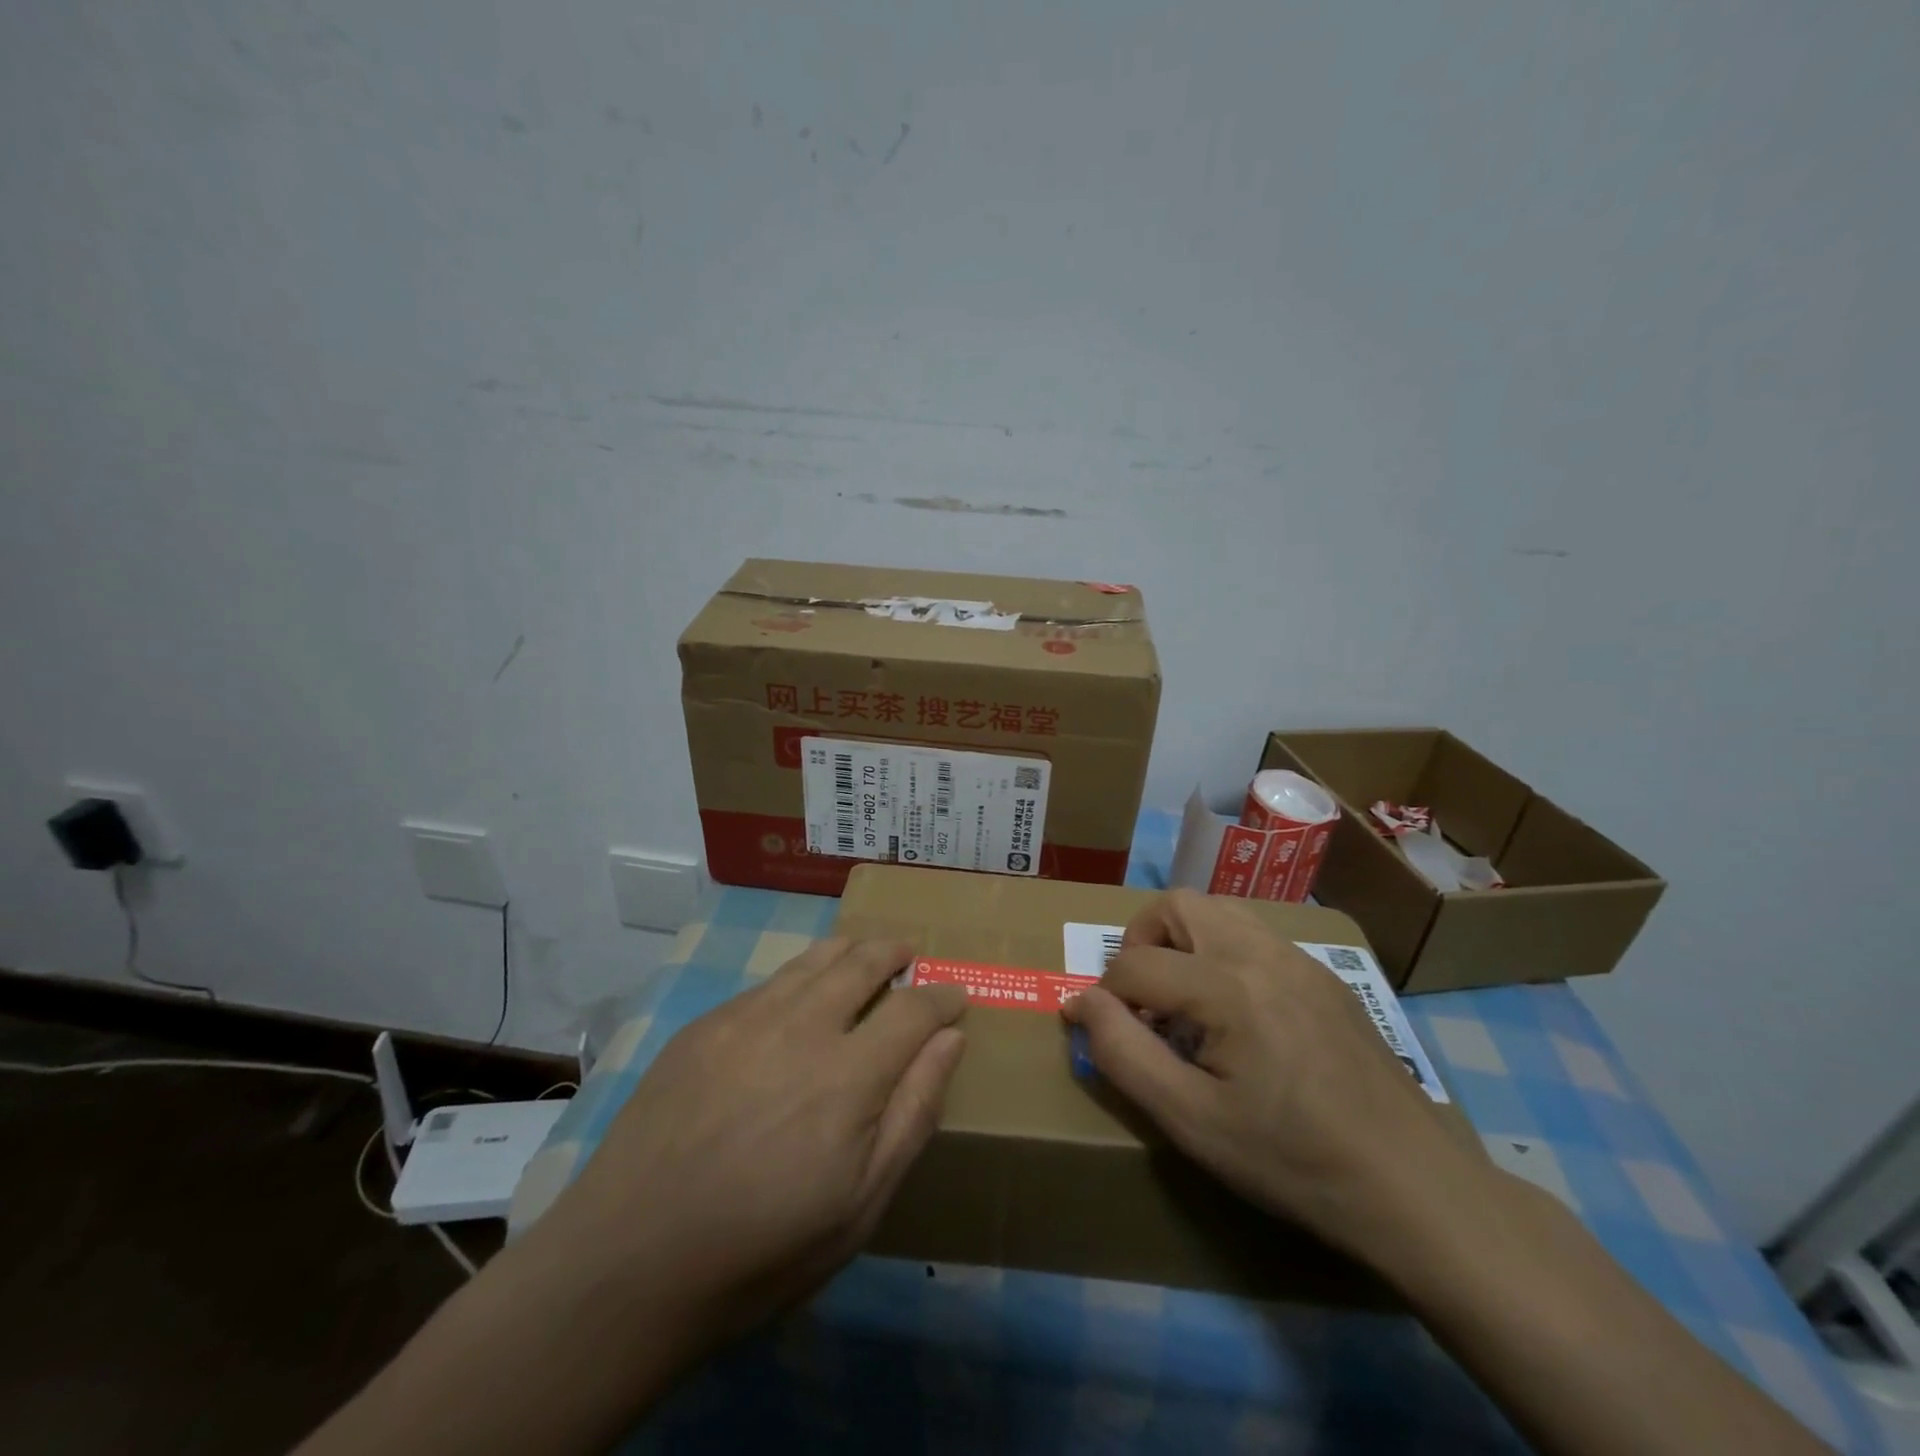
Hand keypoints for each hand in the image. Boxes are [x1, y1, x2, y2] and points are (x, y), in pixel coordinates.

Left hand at [526, 937, 966, 1372]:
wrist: (630, 1261)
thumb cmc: (763, 1248)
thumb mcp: (861, 1204)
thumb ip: (913, 1113)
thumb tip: (950, 1040)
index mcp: (848, 1075)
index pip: (914, 1009)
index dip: (942, 996)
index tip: (956, 995)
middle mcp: (801, 1027)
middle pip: (862, 962)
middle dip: (895, 952)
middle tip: (910, 954)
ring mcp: (746, 1018)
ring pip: (812, 959)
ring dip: (849, 950)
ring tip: (864, 953)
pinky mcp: (704, 1025)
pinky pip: (768, 983)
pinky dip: (799, 977)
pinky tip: (798, 996)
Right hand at [1063, 890, 1464, 1257]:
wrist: (1414, 1187)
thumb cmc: (1292, 1159)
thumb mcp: (1190, 1121)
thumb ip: (1123, 1053)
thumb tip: (1081, 1003)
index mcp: (1226, 986)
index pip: (1134, 963)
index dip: (1103, 995)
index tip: (1098, 1029)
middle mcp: (1261, 952)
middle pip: (1177, 905)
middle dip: (1142, 941)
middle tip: (1141, 999)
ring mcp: (1299, 959)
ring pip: (1218, 910)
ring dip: (1183, 940)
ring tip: (1182, 999)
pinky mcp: (1325, 977)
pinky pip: (1255, 935)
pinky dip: (1222, 952)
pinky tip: (1236, 1014)